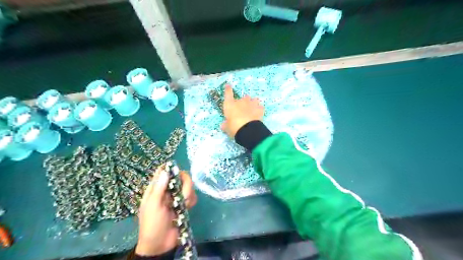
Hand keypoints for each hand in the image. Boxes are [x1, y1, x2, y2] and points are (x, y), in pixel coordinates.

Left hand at [136, 168, 196, 255]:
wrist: (160, 244)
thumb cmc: (153, 224)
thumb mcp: (153, 206)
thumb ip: (159, 188)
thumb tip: (165, 171)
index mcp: (156, 188)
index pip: (163, 171)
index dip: (171, 169)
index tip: (178, 173)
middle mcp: (168, 190)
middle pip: (180, 176)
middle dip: (185, 184)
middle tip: (184, 195)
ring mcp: (177, 197)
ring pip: (188, 186)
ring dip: (189, 195)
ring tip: (184, 205)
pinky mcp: (184, 204)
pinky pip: (192, 196)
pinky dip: (192, 201)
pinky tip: (187, 208)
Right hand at [221, 85, 263, 137]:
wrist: (247, 129)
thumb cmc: (233, 127)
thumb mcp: (227, 128)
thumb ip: (225, 125)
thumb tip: (223, 125)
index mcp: (230, 105)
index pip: (228, 93)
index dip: (228, 89)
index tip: (228, 85)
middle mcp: (241, 102)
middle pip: (244, 97)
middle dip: (244, 102)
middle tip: (243, 109)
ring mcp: (251, 104)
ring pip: (254, 100)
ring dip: (253, 103)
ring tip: (252, 110)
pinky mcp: (260, 109)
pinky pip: (260, 107)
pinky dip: (259, 110)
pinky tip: (258, 114)